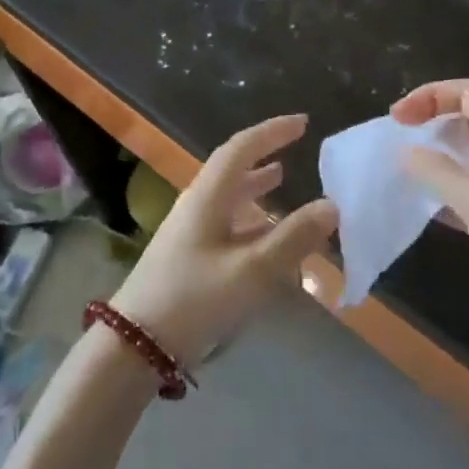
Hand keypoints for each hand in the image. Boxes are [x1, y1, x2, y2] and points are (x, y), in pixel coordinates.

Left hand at [110, 114, 338, 365]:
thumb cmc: (194, 300)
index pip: (241, 148)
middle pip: (233, 168)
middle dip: (264, 153)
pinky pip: (226, 222)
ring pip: (229, 196)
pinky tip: (266, 234)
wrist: (135, 346)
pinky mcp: (188, 255)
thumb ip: (293, 238)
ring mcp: (189, 230)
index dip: (271, 132)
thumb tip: (332, 205)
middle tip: (296, 147)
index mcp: (208, 196)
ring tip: (282, 177)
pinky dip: (250, 218)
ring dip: (256, 184)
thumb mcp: (252, 271)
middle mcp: (197, 204)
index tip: (302, 123)